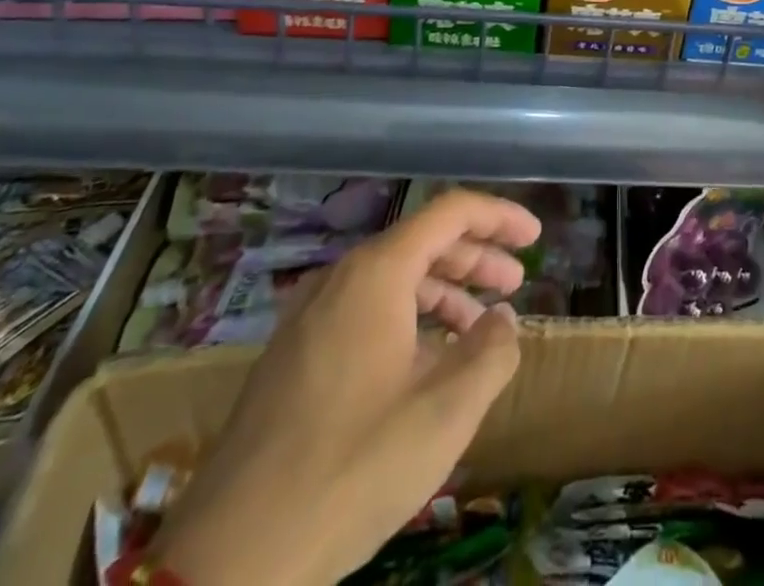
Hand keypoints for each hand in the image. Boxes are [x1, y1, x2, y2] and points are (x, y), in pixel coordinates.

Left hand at [155, 190, 541, 585]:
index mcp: (375, 273)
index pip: (450, 213)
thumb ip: (490, 352)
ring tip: (478, 329)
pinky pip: (363, 312)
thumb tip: (502, 319)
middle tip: (514, 285)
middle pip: (421, 243)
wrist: (229, 559)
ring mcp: (307, 317)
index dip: (498, 217)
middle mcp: (339, 279)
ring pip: (391, 280)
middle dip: (475, 258)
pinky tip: (424, 364)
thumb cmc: (352, 468)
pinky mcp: (291, 357)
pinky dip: (407, 320)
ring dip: (442, 293)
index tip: (534, 237)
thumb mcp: (444, 413)